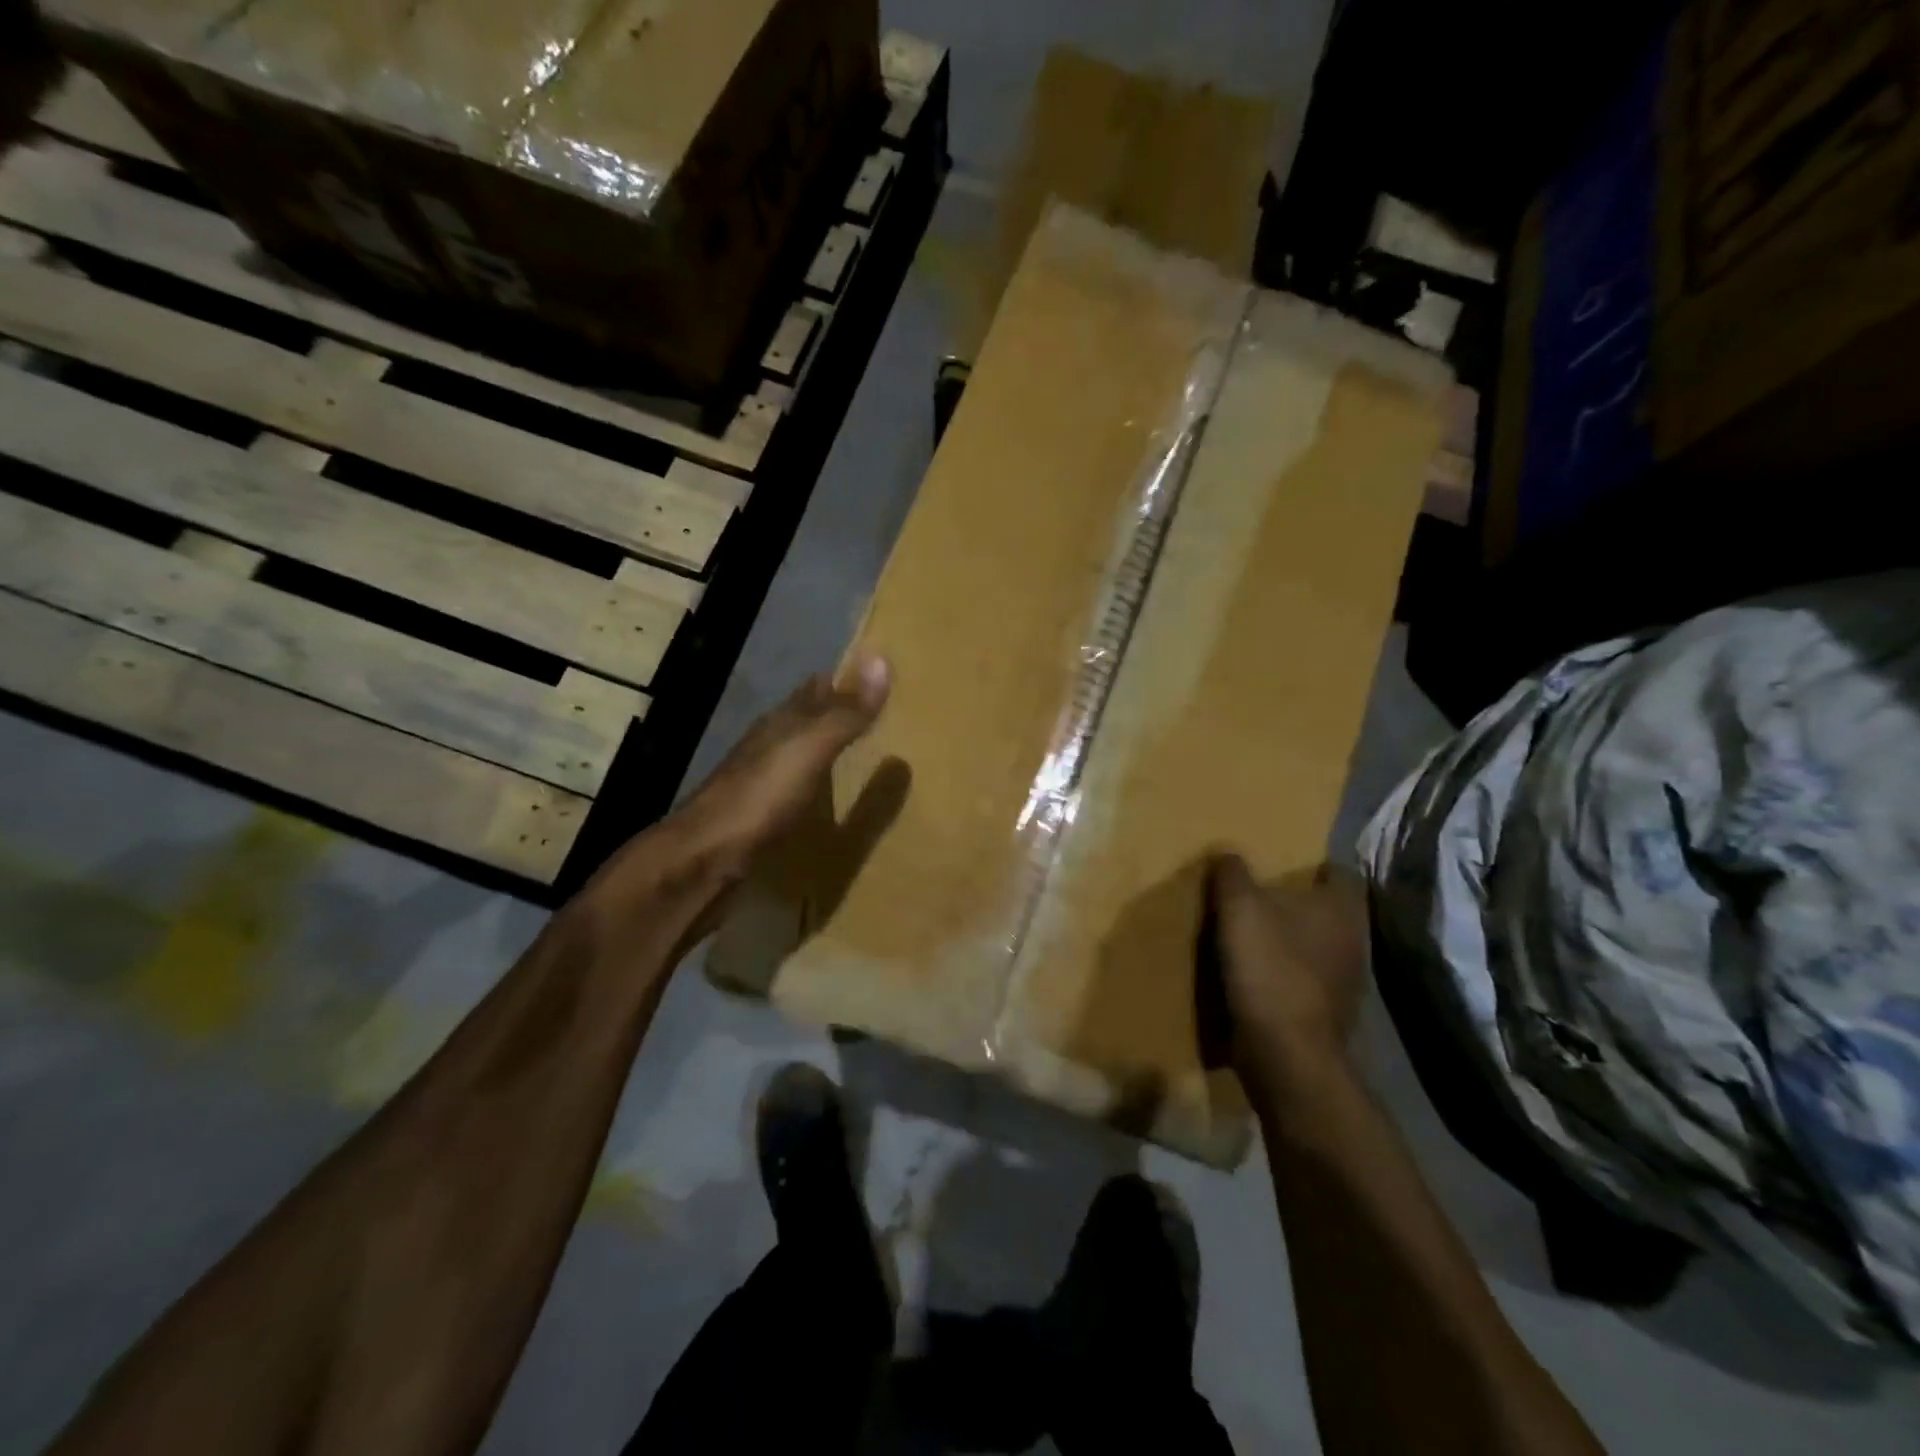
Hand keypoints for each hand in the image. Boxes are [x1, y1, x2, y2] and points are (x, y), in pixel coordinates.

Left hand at [580, 657, 888, 940]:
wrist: (705, 856)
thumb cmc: (760, 796)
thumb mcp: (810, 749)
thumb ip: (845, 713)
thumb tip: (882, 658)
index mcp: (783, 722)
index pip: (818, 687)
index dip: (846, 678)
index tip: (881, 674)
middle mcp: (771, 743)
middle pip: (808, 717)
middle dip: (838, 710)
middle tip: (882, 712)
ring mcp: (763, 779)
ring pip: (801, 751)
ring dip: (828, 746)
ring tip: (865, 752)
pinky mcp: (761, 814)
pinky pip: (798, 786)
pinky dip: (818, 783)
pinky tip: (831, 796)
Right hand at [1207, 854, 1368, 1095]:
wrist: (1285, 1053)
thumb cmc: (1270, 968)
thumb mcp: (1239, 907)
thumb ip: (1233, 873)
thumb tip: (1227, 851)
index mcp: (1343, 909)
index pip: (1341, 872)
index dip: (1315, 865)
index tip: (1282, 864)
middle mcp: (1355, 941)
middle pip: (1327, 910)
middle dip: (1298, 903)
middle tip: (1259, 895)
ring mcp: (1346, 982)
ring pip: (1317, 947)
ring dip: (1290, 941)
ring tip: (1252, 935)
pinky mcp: (1327, 1014)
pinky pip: (1305, 981)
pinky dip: (1285, 975)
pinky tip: (1255, 975)